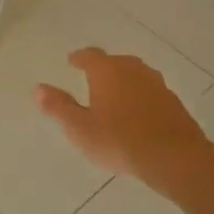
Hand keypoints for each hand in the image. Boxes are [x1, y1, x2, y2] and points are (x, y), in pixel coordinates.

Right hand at [35, 48, 212, 192]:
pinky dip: (140, 96)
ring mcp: (158, 86)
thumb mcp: (79, 127)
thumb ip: (58, 106)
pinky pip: (151, 92)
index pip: (90, 55)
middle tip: (92, 76)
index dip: (79, 57)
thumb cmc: (119, 140)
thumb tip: (38, 88)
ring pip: (137, 75)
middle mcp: (134, 71)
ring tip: (114, 94)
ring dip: (124, 81)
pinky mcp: (175, 104)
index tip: (71, 61)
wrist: (175, 158)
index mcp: (108, 72)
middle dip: (103, 67)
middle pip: (117, 61)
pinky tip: (136, 113)